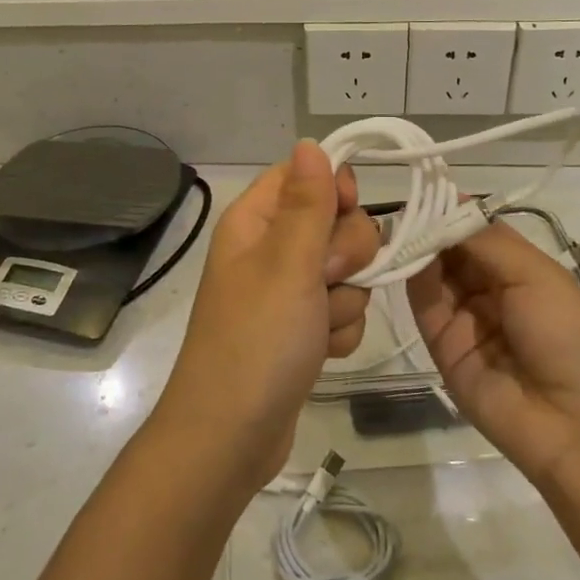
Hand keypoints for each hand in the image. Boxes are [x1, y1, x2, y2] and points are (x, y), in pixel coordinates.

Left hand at [152, 142, 379, 490]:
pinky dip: (339, 331)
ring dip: (344, 300)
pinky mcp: (302, 329)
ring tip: (316, 329)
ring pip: (347, 271)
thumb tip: (309, 142)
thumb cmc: (257, 340)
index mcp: (255, 221)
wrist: (231, 437)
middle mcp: (270, 249)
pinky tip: (320, 353)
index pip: (304, 175)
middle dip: (345, 255)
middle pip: (336, 222)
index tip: (345, 211)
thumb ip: (307, 203)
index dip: (333, 188)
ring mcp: (287, 292)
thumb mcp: (286, 263)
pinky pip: (342, 310)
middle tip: (323, 280)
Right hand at [407, 223, 579, 491]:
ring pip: (434, 275)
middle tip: (404, 201)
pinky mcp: (442, 347)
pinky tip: (402, 253)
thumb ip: (486, 241)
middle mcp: (491, 291)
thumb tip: (449, 204)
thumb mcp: (536, 276)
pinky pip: (424, 306)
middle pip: (453, 251)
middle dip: (431, 226)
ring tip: (398, 223)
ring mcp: (466, 319)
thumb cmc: (569, 336)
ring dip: (418, 248)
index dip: (455, 210)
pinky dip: (412, 278)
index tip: (426, 184)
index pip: (479, 232)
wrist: (577, 426)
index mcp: (523, 271)